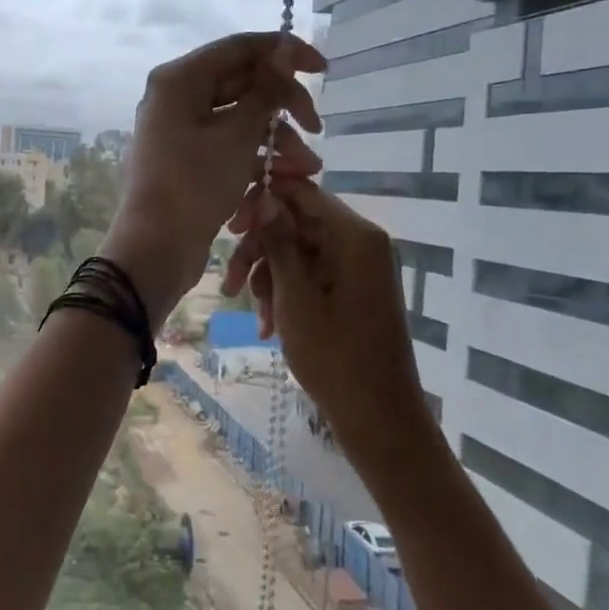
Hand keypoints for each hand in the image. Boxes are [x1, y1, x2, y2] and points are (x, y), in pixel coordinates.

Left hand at [100, 32, 325, 325]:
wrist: (156, 249)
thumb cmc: (195, 186)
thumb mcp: (238, 135)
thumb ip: (266, 90)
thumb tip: (283, 48)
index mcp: (180, 79)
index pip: (240, 47)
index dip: (285, 53)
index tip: (323, 68)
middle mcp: (177, 97)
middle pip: (242, 83)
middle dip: (284, 106)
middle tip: (317, 127)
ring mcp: (180, 130)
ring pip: (239, 119)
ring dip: (277, 139)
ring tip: (309, 168)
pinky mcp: (187, 160)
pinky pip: (228, 145)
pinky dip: (256, 158)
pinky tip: (286, 179)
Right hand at [222, 176, 427, 455]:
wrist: (378, 416)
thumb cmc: (335, 356)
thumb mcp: (296, 297)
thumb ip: (279, 242)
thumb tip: (264, 195)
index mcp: (354, 236)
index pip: (302, 193)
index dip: (262, 204)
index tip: (229, 228)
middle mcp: (361, 243)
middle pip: (298, 224)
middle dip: (261, 252)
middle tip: (231, 285)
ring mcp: (360, 268)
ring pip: (300, 253)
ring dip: (270, 278)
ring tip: (255, 314)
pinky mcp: (355, 291)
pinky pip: (314, 276)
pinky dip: (288, 294)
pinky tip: (269, 325)